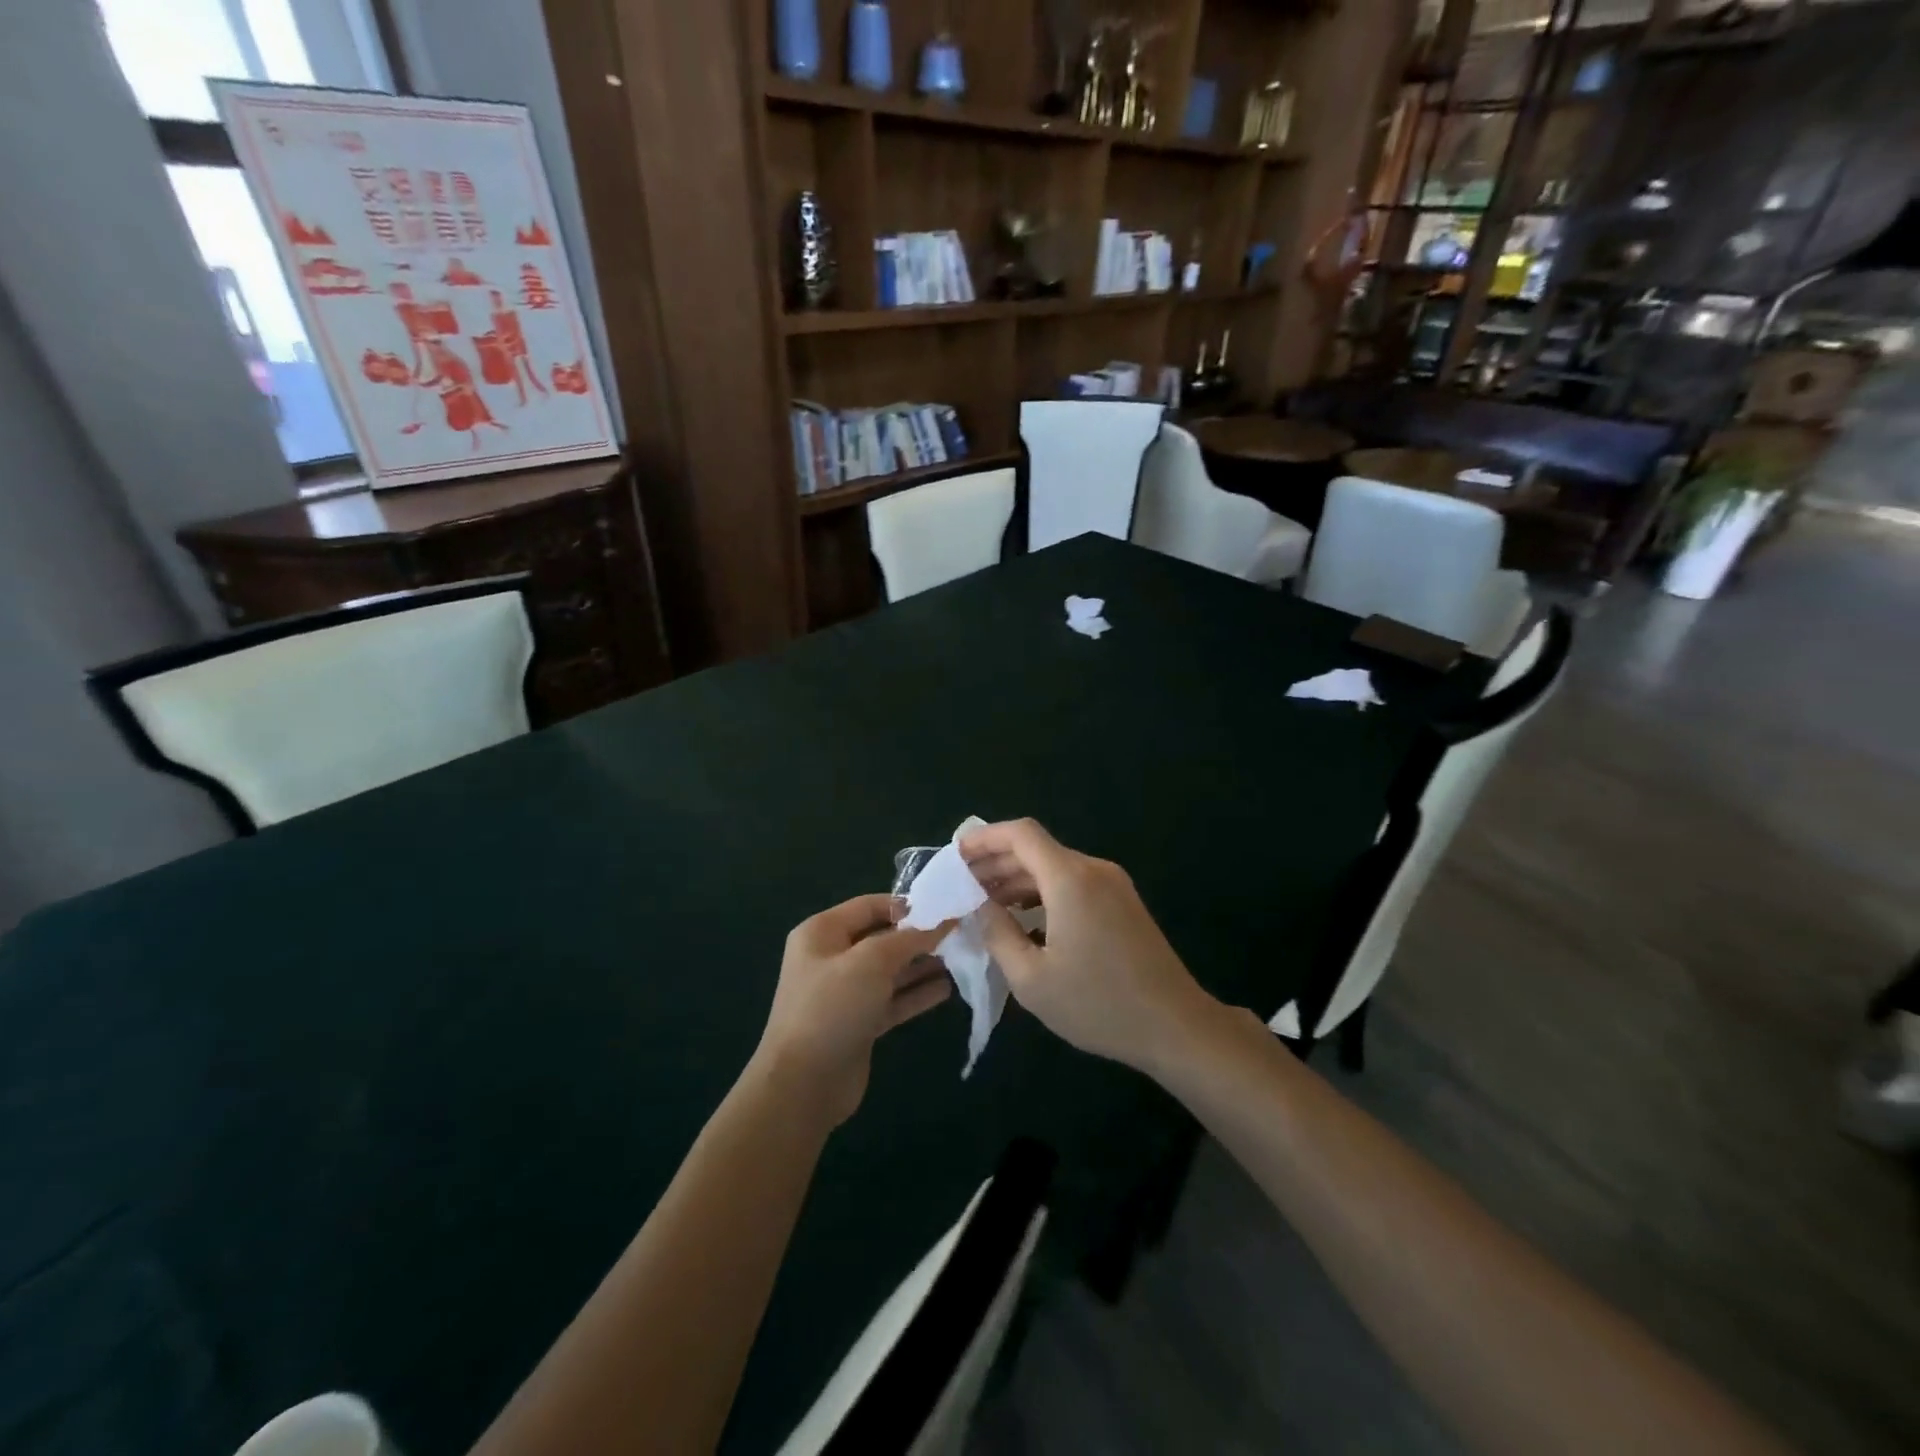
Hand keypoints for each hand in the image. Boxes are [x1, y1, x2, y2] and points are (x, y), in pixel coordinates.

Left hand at [755, 894, 953, 1125]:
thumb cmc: (832, 1008)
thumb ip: (909, 938)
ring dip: (923, 964)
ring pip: (891, 970)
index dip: (907, 905)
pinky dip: (917, 993)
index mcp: (823, 932)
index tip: (945, 908)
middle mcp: (832, 958)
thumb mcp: (870, 962)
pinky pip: (893, 1000)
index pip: (870, 905)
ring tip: (961, 957)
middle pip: (882, 937)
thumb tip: (943, 921)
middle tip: (960, 933)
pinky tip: (947, 988)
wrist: (803, 1085)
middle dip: (919, 935)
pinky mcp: (859, 1023)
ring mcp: (845, 993)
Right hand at [961, 819, 1220, 1074]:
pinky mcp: (1122, 902)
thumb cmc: (1098, 1005)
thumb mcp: (1032, 978)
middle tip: (961, 885)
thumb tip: (978, 906)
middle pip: (1035, 848)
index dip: (983, 838)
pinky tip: (1022, 917)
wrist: (1175, 1026)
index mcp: (1070, 879)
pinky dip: (1042, 891)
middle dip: (995, 862)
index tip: (955, 856)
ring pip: (1054, 865)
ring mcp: (1113, 884)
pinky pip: (1072, 882)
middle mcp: (1093, 870)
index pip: (1020, 834)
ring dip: (1017, 878)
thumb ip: (998, 933)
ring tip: (984, 903)